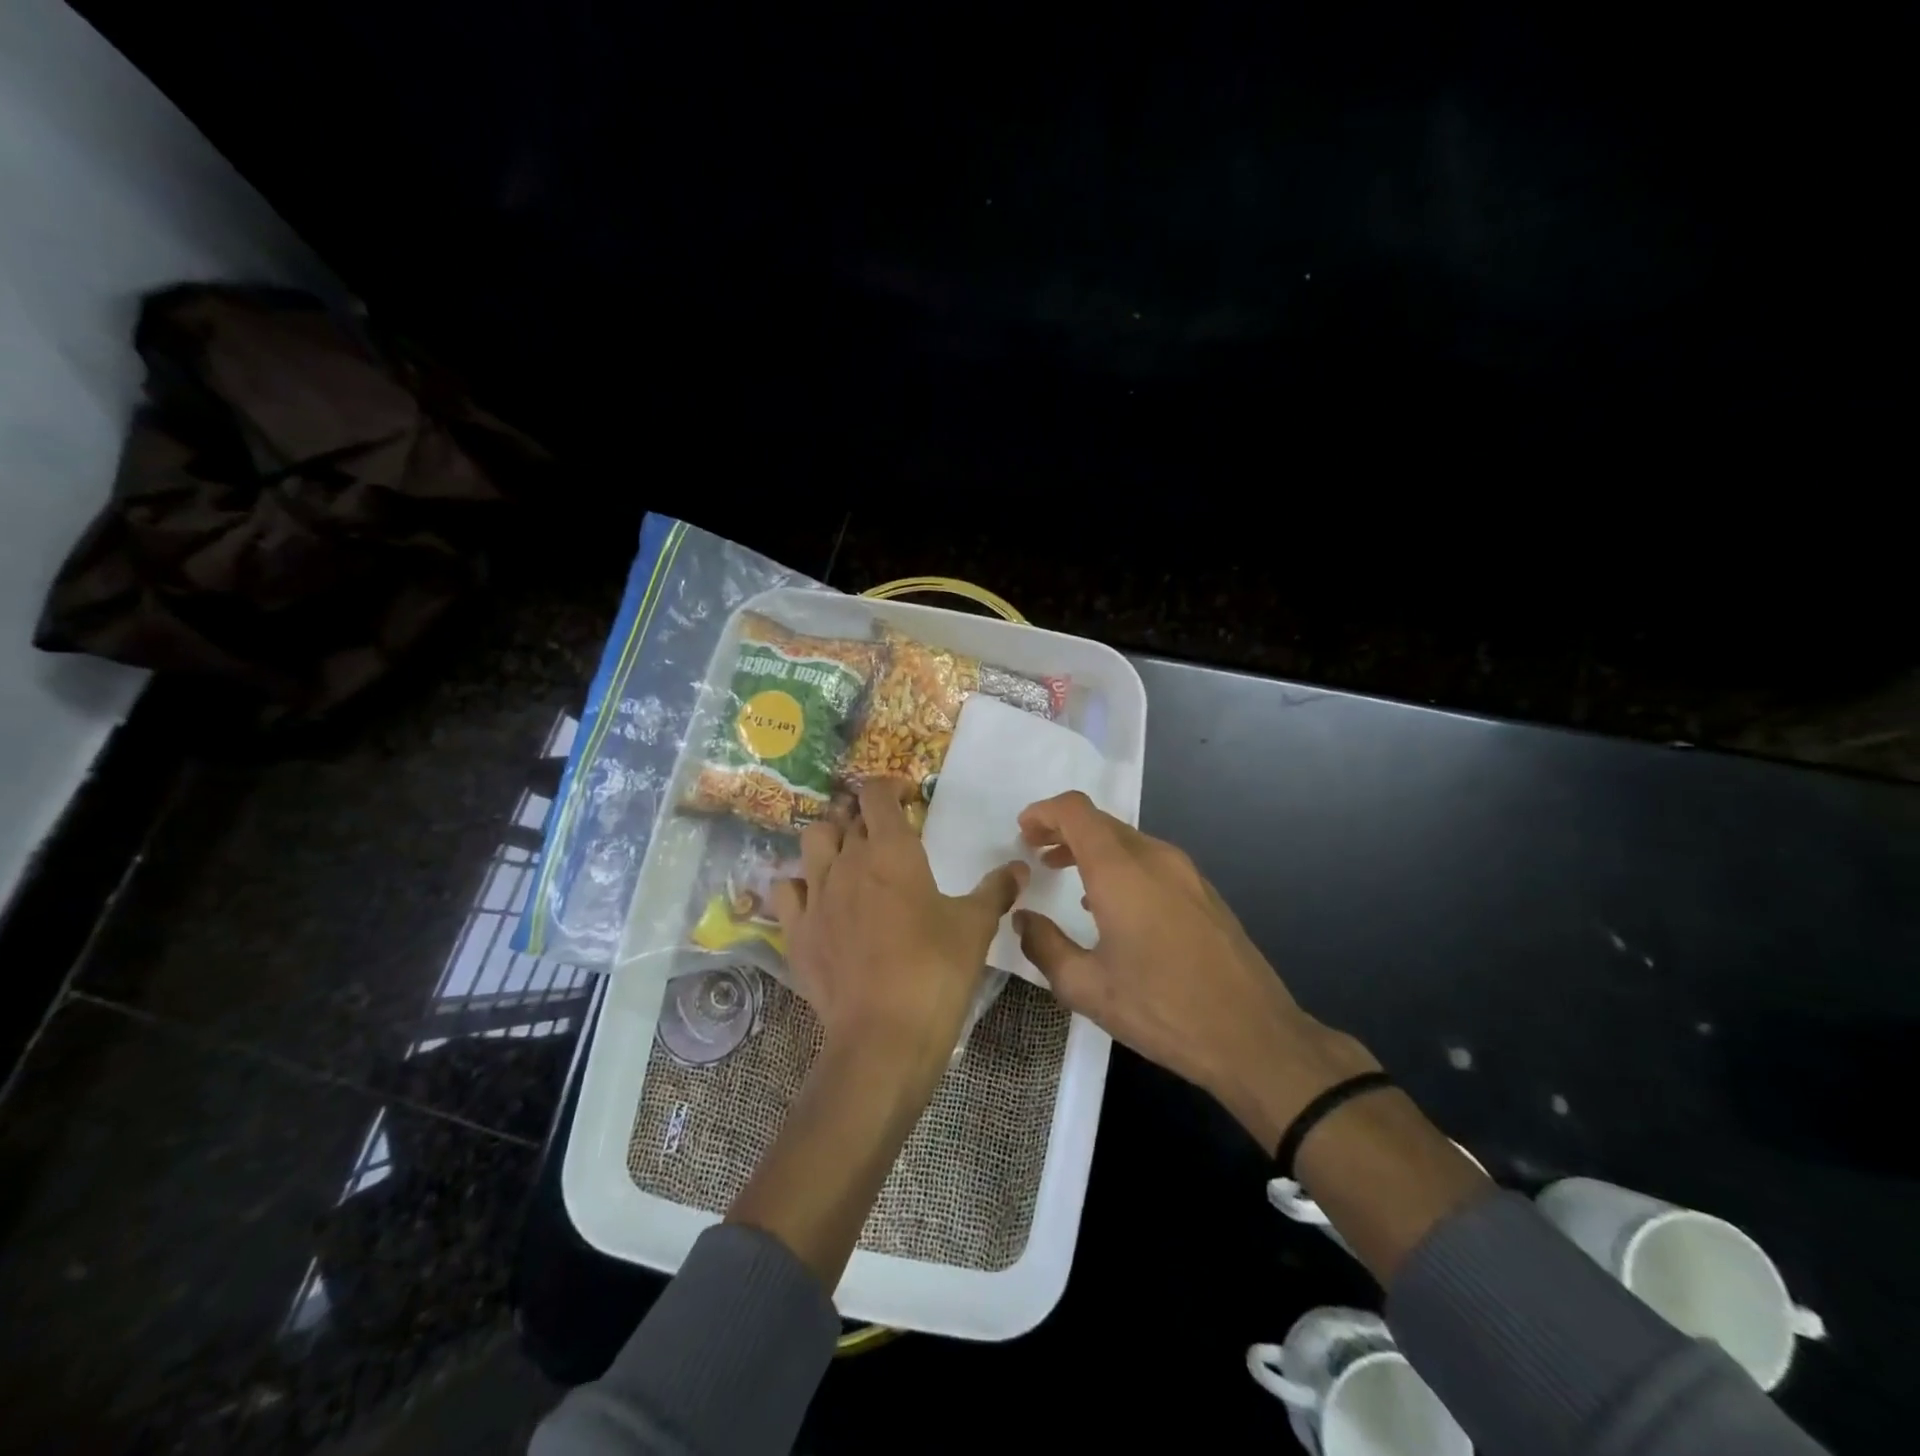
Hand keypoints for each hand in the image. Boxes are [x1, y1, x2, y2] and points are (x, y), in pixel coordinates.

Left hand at [773, 781, 1026, 1069]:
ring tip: (849, 859)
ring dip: (830, 841)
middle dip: (863, 817)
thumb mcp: (976, 926)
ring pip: (812, 844)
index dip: (891, 787)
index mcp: (891, 851)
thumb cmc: (936, 970)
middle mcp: (846, 862)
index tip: (910, 799)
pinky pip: (786, 891)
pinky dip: (801, 886)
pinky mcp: (796, 932)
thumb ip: (996, 890)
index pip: (876, 794)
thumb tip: (1019, 868)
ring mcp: (816, 896)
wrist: (884, 1034)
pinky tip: (818, 901)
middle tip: (885, 835)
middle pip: (843, 817)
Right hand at [1014, 792, 1376, 1149]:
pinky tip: (1111, 904)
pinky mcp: (1204, 893)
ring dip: (1092, 849)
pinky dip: (1120, 865)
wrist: (1254, 1037)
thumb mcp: (1087, 987)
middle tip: (1036, 853)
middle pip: (1101, 822)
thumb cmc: (1162, 1009)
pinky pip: (1151, 861)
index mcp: (1121, 871)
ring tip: (1065, 874)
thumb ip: (1044, 946)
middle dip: (1063, 830)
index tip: (1022, 832)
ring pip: (1128, 841)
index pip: (1076, 812)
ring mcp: (1186, 873)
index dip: (1044, 812)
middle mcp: (1155, 858)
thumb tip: (1023, 919)